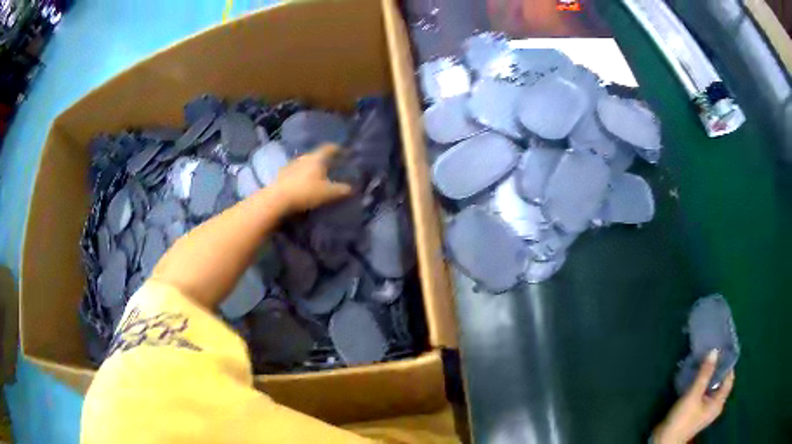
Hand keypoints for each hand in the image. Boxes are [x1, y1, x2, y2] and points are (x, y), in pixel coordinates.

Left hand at [272, 144, 351, 212]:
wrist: (277, 200)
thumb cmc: (305, 192)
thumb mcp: (328, 193)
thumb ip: (341, 190)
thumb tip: (351, 188)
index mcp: (316, 158)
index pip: (329, 148)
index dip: (337, 149)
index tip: (343, 151)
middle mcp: (303, 158)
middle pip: (316, 156)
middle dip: (324, 161)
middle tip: (332, 167)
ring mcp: (290, 166)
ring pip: (304, 164)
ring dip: (311, 169)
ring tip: (317, 178)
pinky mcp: (281, 176)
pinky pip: (295, 174)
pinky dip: (301, 177)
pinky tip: (303, 186)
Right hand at [653, 350, 734, 443]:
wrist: (664, 440)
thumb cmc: (683, 419)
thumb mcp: (694, 395)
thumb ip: (705, 373)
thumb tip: (715, 350)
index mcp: (718, 403)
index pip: (729, 379)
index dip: (728, 364)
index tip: (724, 348)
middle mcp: (715, 405)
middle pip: (721, 382)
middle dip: (718, 368)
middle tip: (714, 351)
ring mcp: (705, 410)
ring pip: (711, 387)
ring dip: (709, 375)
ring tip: (705, 360)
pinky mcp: (696, 411)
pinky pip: (704, 392)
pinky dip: (702, 383)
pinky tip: (696, 376)